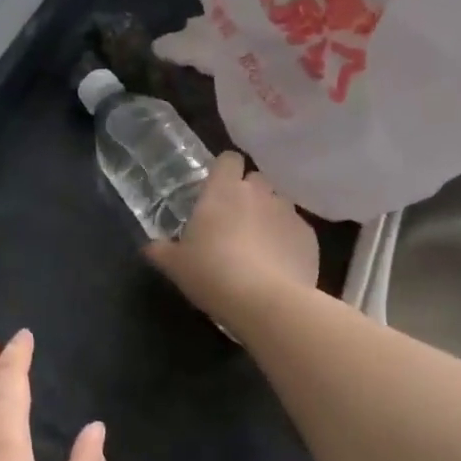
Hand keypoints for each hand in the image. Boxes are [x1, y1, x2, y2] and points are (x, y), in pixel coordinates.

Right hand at [145, 152, 318, 324]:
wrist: (265, 301)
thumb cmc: (211, 273)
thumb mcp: (176, 265)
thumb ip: (162, 250)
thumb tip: (151, 247)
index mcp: (223, 190)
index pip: (229, 159)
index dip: (224, 171)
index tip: (217, 190)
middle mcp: (259, 192)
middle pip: (256, 179)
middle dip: (249, 194)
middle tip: (235, 221)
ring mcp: (288, 212)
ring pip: (279, 203)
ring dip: (270, 216)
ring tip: (260, 245)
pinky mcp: (309, 237)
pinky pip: (296, 230)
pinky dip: (288, 241)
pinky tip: (279, 265)